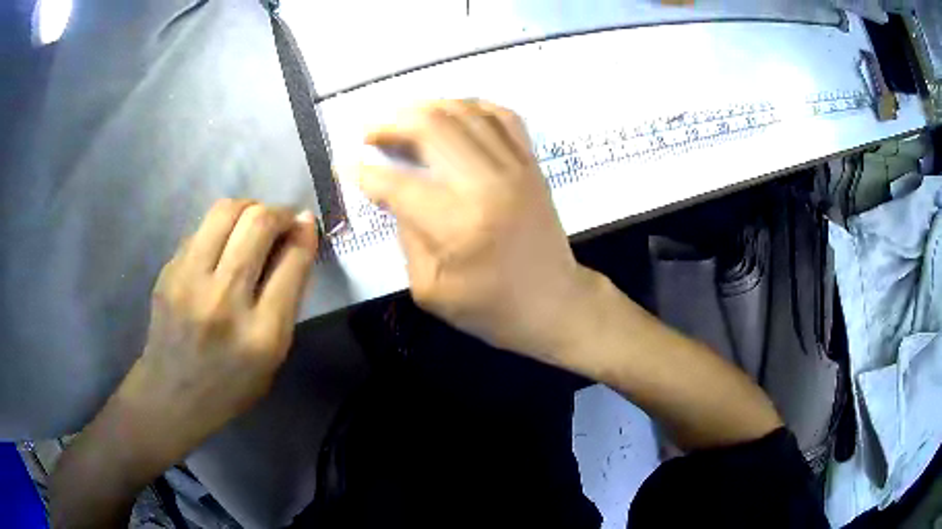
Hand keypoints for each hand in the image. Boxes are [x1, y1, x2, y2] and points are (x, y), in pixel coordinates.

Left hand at [115, 199, 318, 466]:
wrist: (171, 395)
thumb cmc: (231, 385)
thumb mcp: (273, 356)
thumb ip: (287, 299)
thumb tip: (298, 239)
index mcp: (261, 334)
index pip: (291, 263)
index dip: (305, 233)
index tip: (307, 224)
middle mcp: (224, 301)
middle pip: (258, 223)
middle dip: (279, 212)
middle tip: (282, 221)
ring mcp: (189, 281)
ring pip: (226, 211)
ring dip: (249, 208)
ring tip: (253, 224)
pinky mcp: (168, 271)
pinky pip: (202, 229)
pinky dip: (221, 228)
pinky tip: (222, 247)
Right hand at [358, 100, 594, 360]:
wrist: (555, 303)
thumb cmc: (491, 308)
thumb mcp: (431, 289)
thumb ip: (406, 236)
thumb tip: (393, 194)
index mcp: (459, 224)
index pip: (397, 183)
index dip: (363, 172)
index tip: (344, 164)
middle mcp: (488, 183)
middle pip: (431, 127)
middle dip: (390, 123)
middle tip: (368, 131)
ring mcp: (515, 167)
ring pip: (464, 112)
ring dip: (425, 107)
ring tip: (401, 117)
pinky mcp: (531, 163)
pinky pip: (502, 115)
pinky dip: (471, 106)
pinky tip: (451, 113)